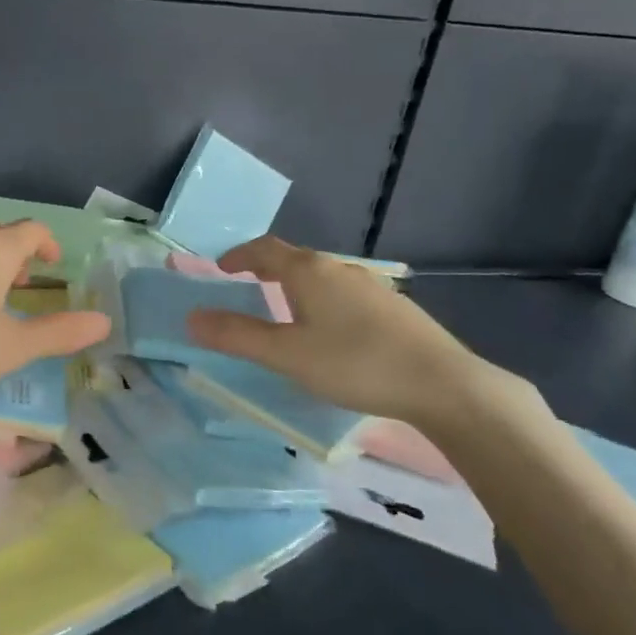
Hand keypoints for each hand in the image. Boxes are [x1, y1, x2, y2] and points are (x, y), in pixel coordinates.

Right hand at [184, 236, 531, 434]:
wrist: (443, 384)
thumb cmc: (355, 364)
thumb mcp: (286, 355)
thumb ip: (237, 336)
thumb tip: (191, 317)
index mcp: (309, 272)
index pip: (265, 249)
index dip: (239, 256)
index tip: (222, 268)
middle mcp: (340, 269)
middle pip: (295, 260)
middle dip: (267, 269)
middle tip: (249, 287)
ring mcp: (373, 286)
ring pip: (324, 278)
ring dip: (298, 286)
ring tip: (287, 310)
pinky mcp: (396, 308)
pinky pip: (347, 294)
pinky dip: (325, 302)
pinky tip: (335, 332)